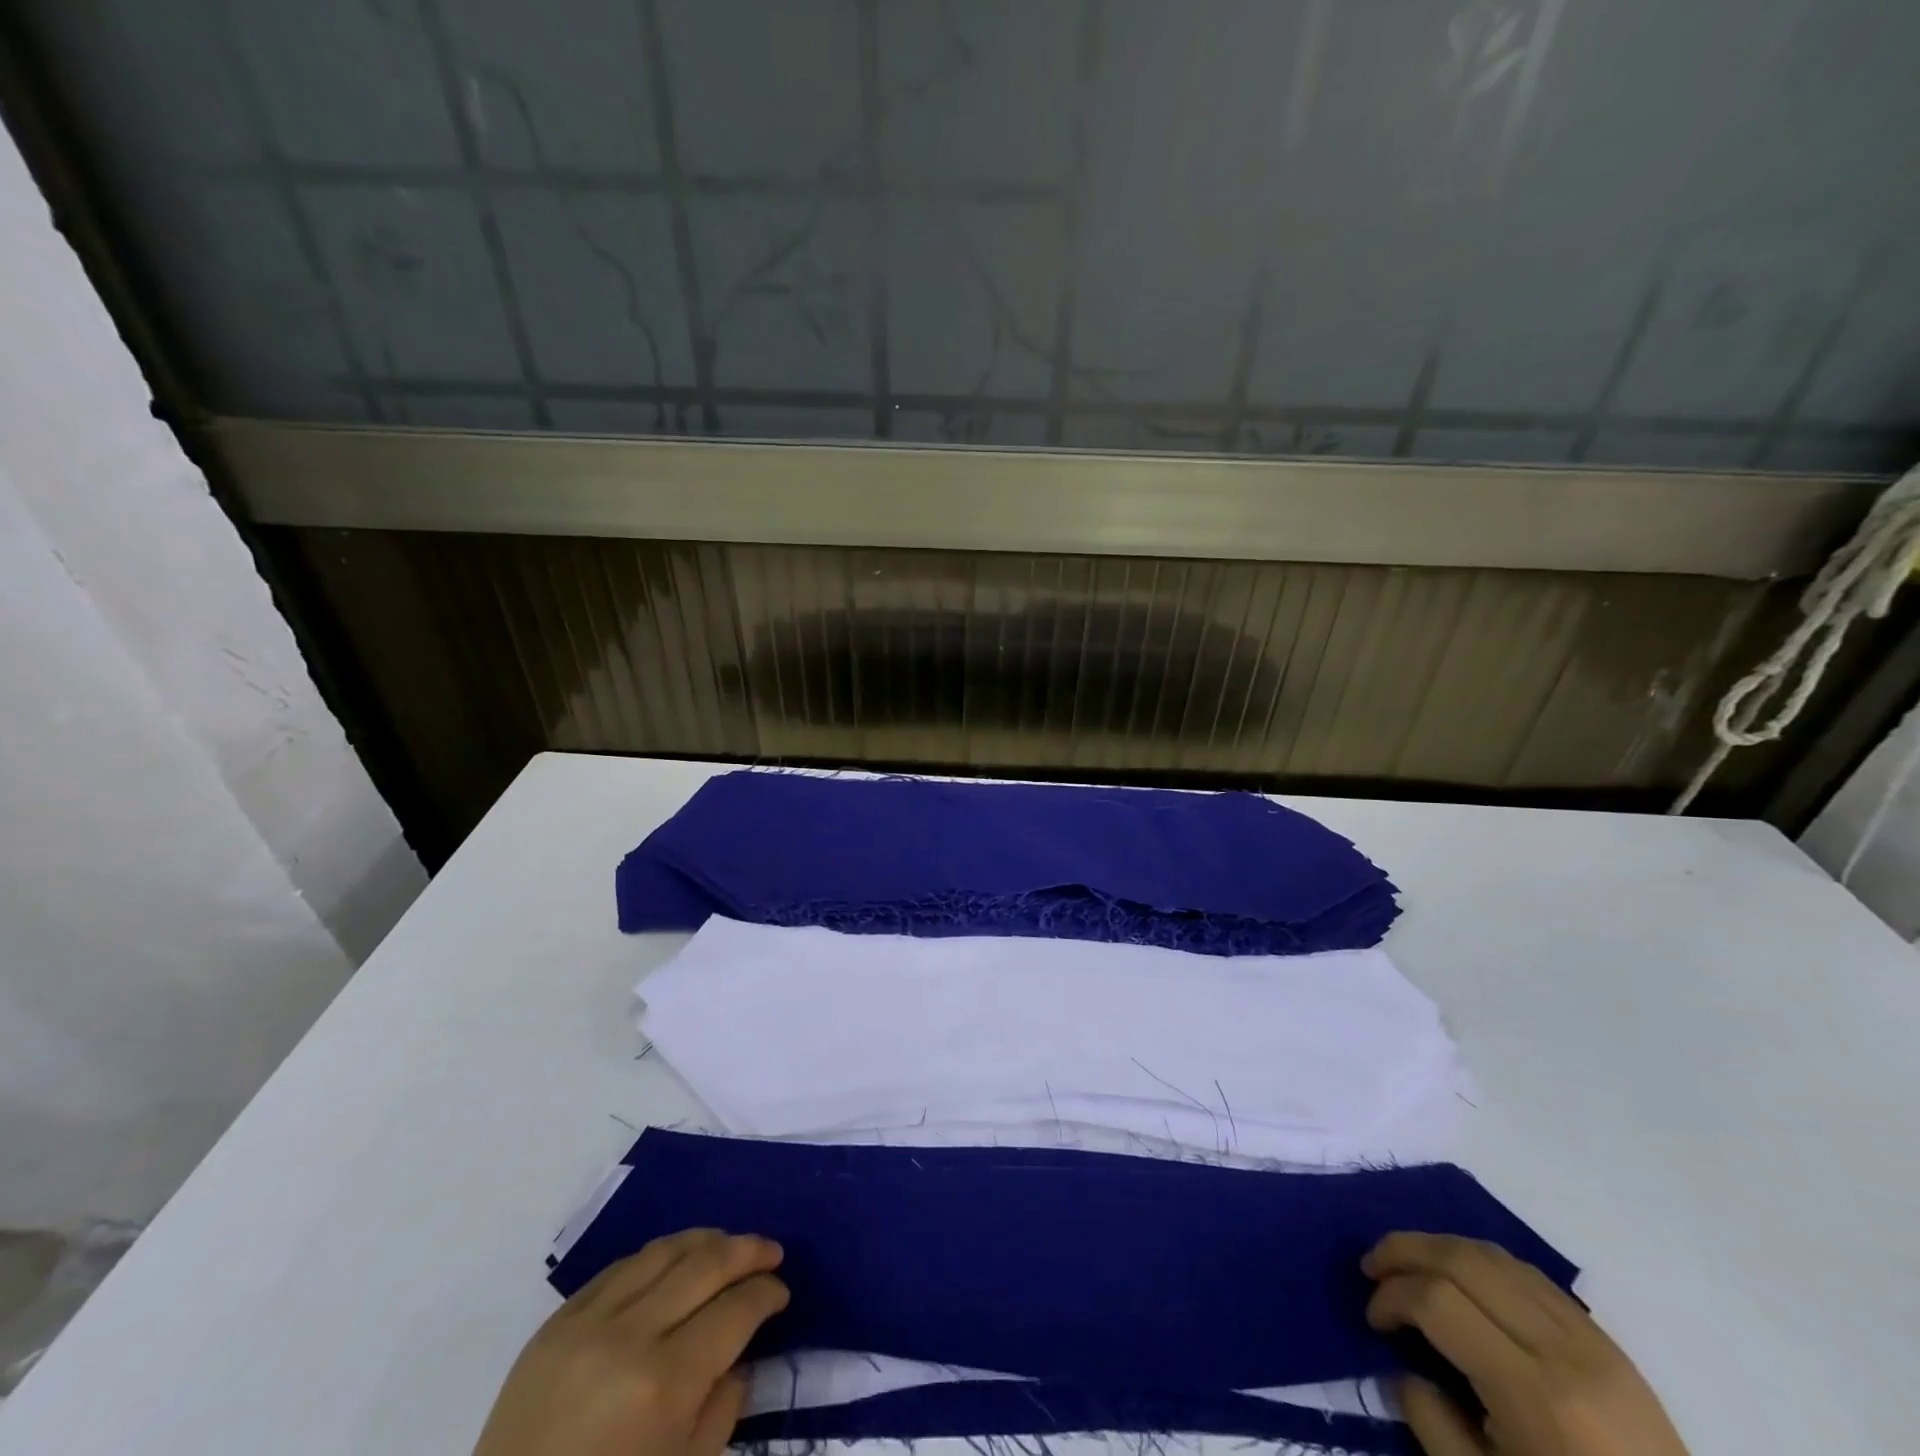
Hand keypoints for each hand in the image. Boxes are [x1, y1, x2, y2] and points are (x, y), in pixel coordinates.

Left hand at [473, 1229, 787, 1455]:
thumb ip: (722, 1408)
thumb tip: (742, 1353)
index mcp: (665, 1384)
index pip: (736, 1310)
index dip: (767, 1294)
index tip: (781, 1292)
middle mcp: (631, 1336)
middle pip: (706, 1265)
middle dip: (748, 1252)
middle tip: (772, 1252)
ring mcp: (589, 1321)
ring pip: (665, 1251)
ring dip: (707, 1241)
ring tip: (729, 1246)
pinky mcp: (558, 1320)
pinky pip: (621, 1266)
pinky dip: (659, 1257)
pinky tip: (675, 1263)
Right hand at [1363, 1232, 1686, 1455]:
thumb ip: (1432, 1426)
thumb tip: (1399, 1369)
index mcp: (1534, 1395)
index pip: (1437, 1300)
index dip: (1391, 1296)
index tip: (1373, 1320)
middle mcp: (1562, 1350)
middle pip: (1462, 1259)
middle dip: (1404, 1250)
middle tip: (1372, 1268)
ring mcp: (1592, 1340)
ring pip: (1494, 1255)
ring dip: (1439, 1247)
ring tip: (1409, 1266)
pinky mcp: (1608, 1341)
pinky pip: (1529, 1274)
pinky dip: (1481, 1262)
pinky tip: (1462, 1281)